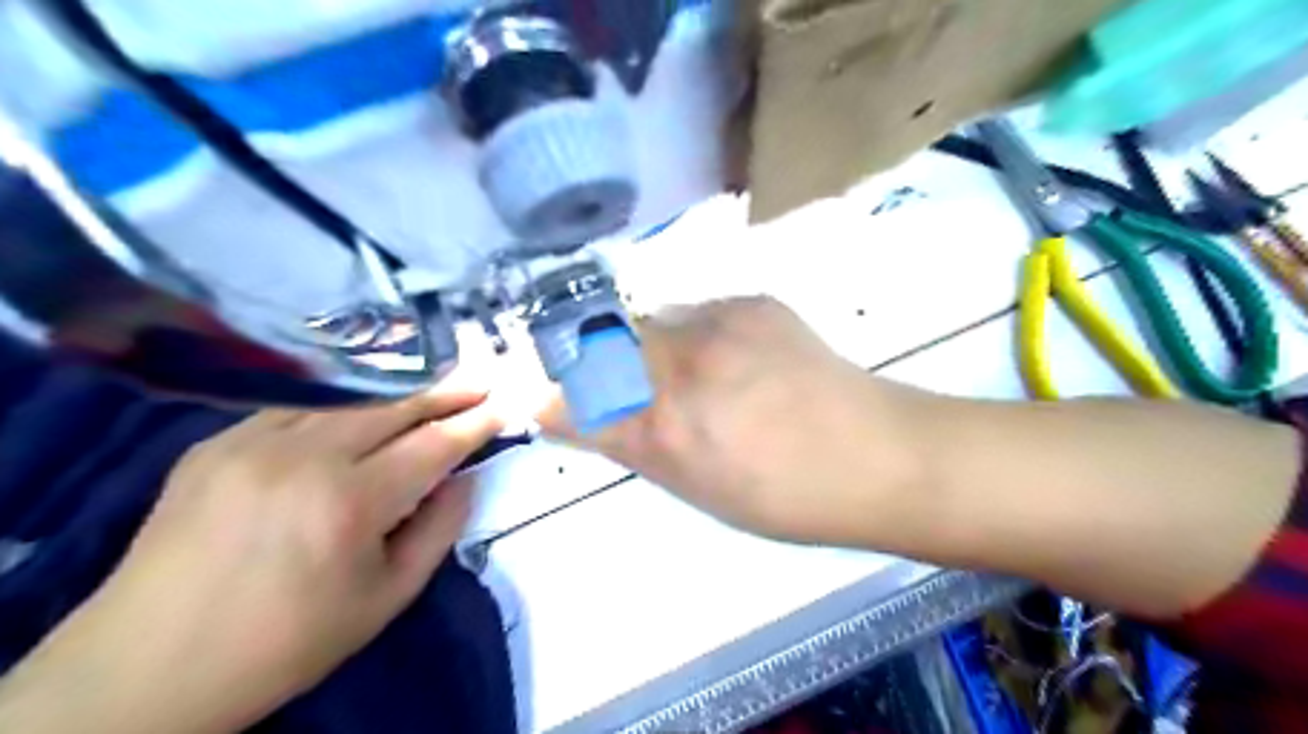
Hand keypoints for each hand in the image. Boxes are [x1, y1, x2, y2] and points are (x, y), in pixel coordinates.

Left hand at [0, 386, 500, 730]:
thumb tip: (466, 478)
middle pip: (394, 404)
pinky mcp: (216, 442)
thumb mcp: (386, 598)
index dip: (475, 422)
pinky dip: (343, 404)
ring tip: (434, 386)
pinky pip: (298, 407)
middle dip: (445, 390)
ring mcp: (252, 441)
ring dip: (398, 390)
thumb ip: (439, 530)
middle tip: (480, 380)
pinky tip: (362, 408)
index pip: (433, 444)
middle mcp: (304, 457)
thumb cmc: (286, 641)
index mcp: (350, 503)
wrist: (145, 667)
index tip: (504, 405)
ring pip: (348, 396)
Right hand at [538, 297, 927, 542]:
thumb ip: (634, 444)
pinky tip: (735, 358)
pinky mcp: (752, 301)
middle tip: (631, 385)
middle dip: (597, 361)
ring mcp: (718, 322)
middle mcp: (680, 364)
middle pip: (600, 342)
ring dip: (652, 345)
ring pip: (652, 321)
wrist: (876, 454)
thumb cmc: (784, 496)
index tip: (546, 399)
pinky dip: (697, 332)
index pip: (572, 398)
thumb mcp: (695, 487)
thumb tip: (585, 417)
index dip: (552, 397)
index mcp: (664, 427)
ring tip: (698, 374)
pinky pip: (698, 309)